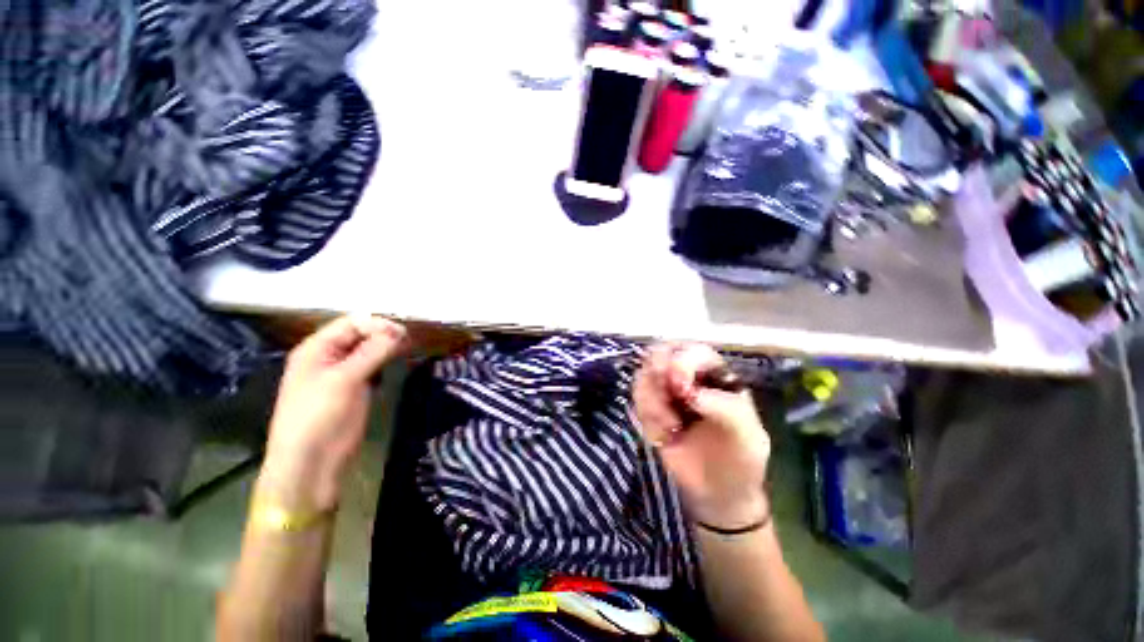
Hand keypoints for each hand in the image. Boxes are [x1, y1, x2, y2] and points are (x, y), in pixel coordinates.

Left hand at [261, 315, 409, 509]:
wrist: (311, 462)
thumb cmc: (320, 416)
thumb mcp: (345, 380)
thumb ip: (372, 352)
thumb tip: (398, 331)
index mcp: (316, 349)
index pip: (351, 324)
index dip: (377, 324)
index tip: (403, 333)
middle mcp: (328, 357)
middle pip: (360, 335)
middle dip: (384, 335)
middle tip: (409, 342)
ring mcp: (341, 373)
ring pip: (368, 351)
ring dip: (387, 348)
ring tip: (408, 350)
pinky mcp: (353, 389)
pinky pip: (371, 367)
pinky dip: (384, 362)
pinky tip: (397, 364)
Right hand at [633, 343, 770, 527]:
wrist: (718, 493)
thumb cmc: (740, 459)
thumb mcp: (748, 435)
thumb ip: (726, 408)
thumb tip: (690, 393)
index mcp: (715, 374)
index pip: (693, 352)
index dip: (682, 363)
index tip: (680, 390)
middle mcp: (687, 376)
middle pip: (659, 354)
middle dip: (657, 374)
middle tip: (664, 399)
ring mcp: (665, 392)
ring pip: (642, 376)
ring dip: (651, 402)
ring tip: (669, 428)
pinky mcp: (650, 409)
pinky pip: (636, 400)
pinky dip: (646, 417)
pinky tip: (662, 435)